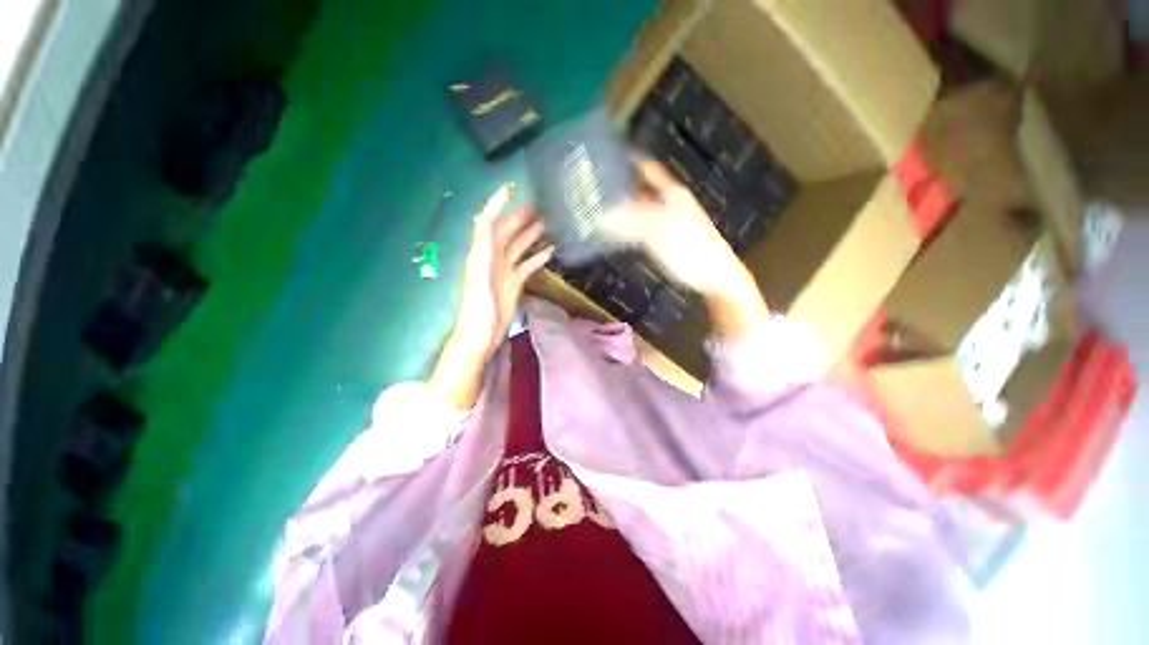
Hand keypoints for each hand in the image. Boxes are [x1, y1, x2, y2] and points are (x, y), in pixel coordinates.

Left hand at [430, 184, 552, 409]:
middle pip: (507, 232)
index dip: (497, 203)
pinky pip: (527, 265)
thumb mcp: (478, 275)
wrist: (481, 334)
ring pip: (519, 247)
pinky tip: (549, 251)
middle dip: (520, 217)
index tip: (510, 188)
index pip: (488, 221)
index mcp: (482, 252)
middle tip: (539, 205)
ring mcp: (505, 270)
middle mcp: (493, 257)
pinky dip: (537, 257)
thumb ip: (482, 247)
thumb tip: (485, 218)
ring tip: (547, 223)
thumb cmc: (477, 306)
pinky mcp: (514, 283)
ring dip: (531, 235)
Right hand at [604, 160, 746, 296]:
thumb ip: (629, 221)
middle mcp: (670, 205)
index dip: (631, 163)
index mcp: (672, 194)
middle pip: (643, 192)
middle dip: (622, 191)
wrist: (713, 275)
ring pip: (641, 213)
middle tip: (596, 193)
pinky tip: (615, 236)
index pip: (649, 171)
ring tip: (599, 214)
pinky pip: (643, 231)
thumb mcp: (657, 230)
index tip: (610, 160)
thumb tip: (603, 217)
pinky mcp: (667, 242)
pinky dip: (629, 231)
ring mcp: (669, 224)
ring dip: (623, 213)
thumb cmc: (689, 246)